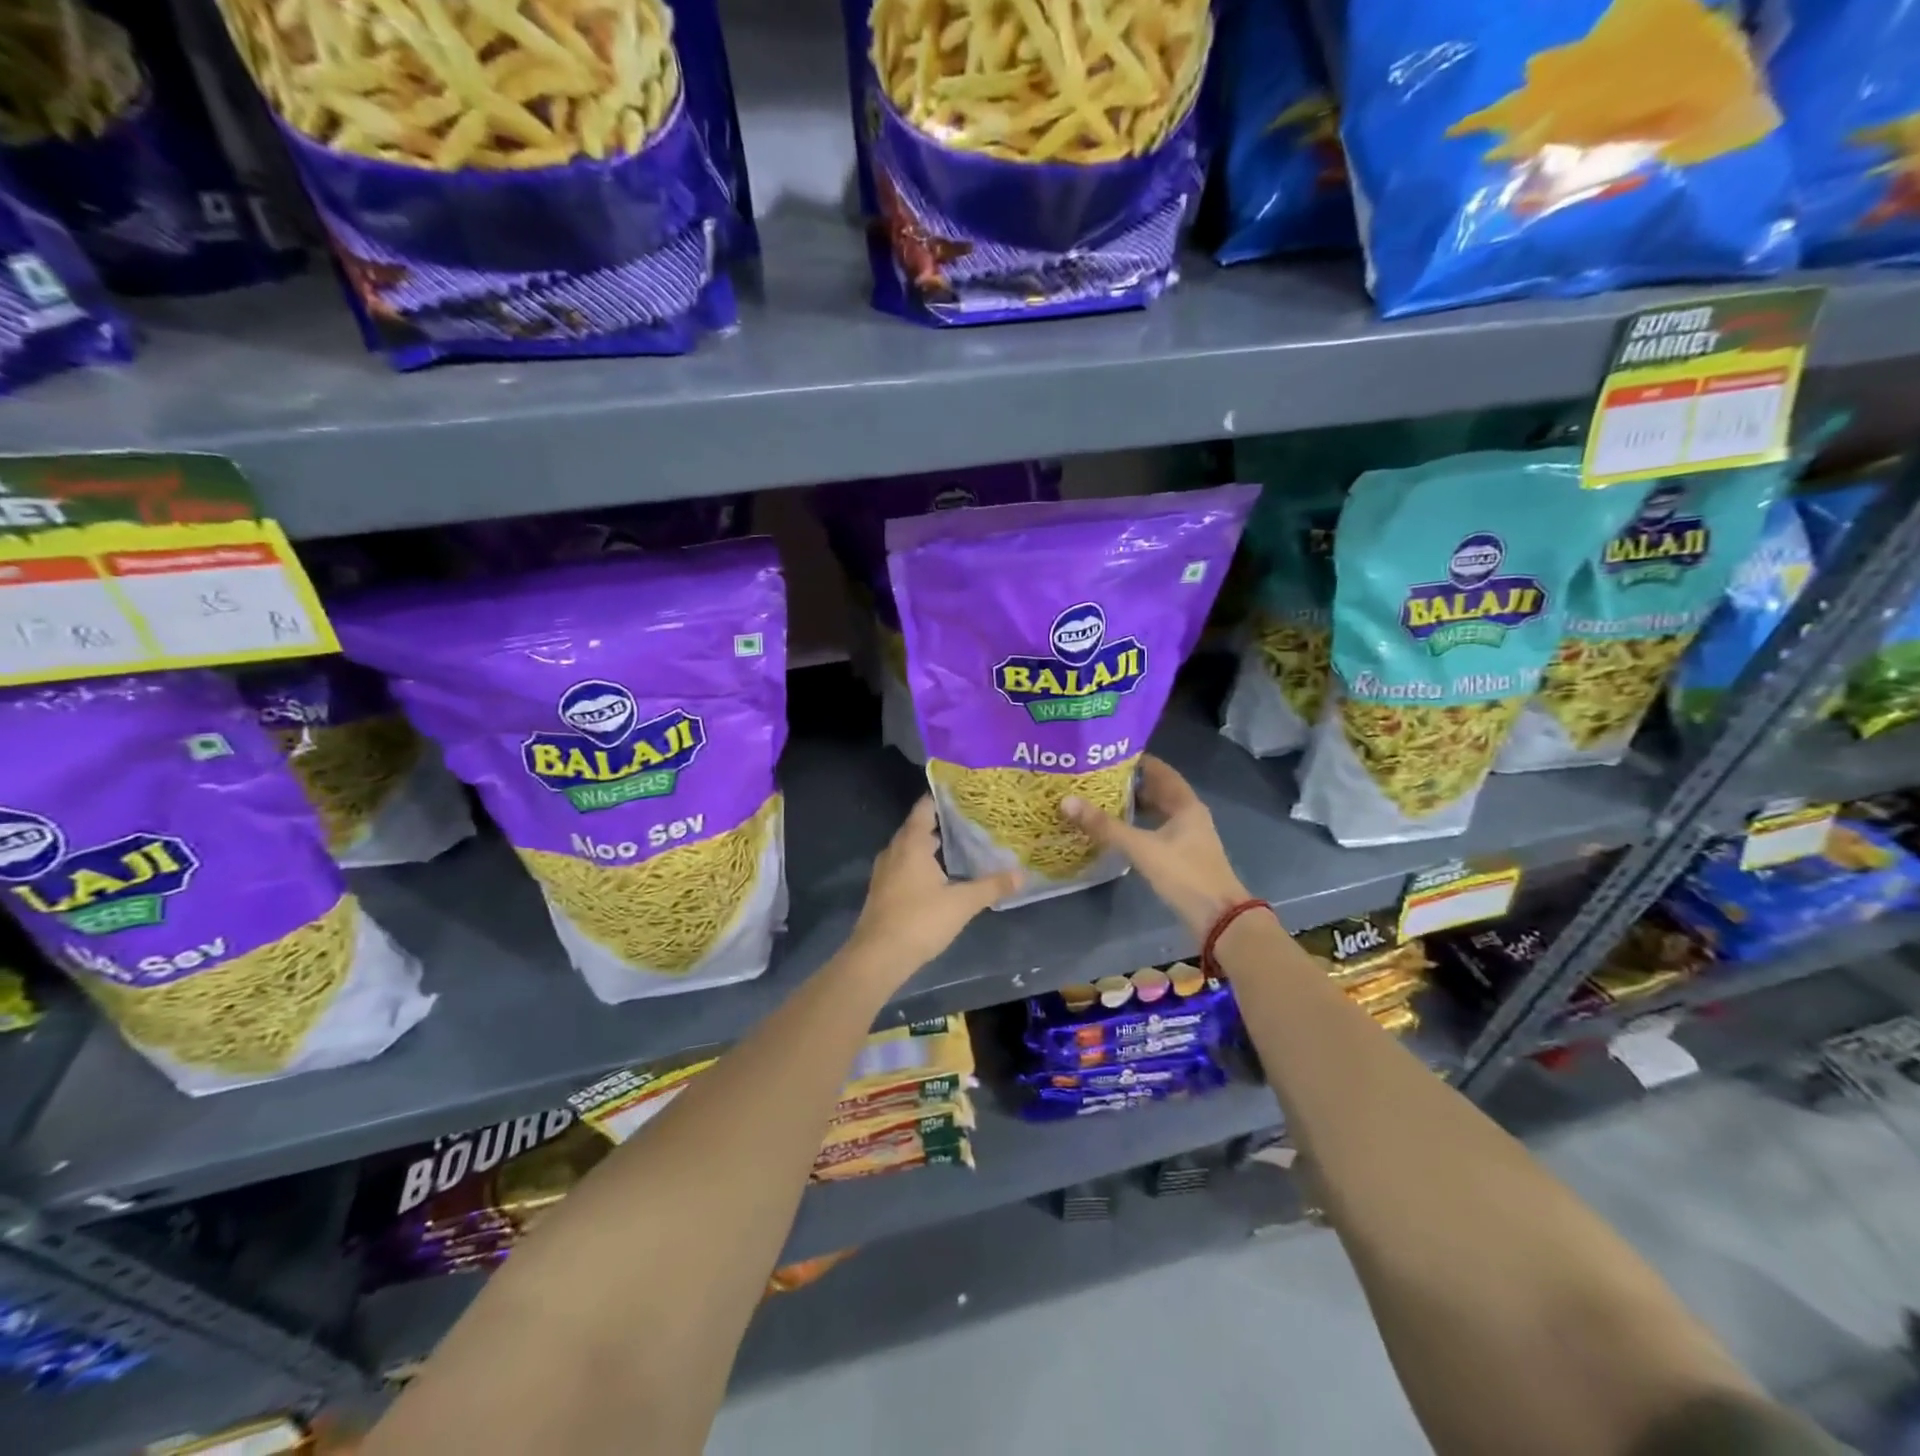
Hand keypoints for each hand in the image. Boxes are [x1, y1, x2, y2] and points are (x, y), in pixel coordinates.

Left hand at [844, 797, 1019, 981]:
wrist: (877, 957)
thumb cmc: (920, 921)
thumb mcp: (962, 903)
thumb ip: (992, 886)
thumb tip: (1022, 873)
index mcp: (912, 843)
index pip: (924, 808)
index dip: (941, 798)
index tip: (963, 794)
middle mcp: (894, 851)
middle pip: (916, 827)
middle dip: (940, 822)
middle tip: (968, 820)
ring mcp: (884, 872)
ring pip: (908, 848)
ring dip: (928, 845)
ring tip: (957, 845)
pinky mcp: (881, 891)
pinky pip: (902, 866)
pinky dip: (919, 863)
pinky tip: (938, 876)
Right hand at [1062, 754, 1249, 938]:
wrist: (1219, 918)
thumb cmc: (1184, 874)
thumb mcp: (1141, 848)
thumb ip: (1105, 826)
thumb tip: (1066, 801)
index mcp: (1186, 804)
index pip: (1159, 770)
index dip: (1135, 760)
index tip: (1105, 755)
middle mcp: (1188, 815)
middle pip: (1157, 790)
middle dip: (1128, 783)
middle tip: (1095, 777)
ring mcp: (1186, 836)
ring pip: (1156, 812)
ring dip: (1132, 805)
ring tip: (1099, 799)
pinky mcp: (1181, 855)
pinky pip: (1155, 830)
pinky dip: (1137, 826)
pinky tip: (1116, 830)